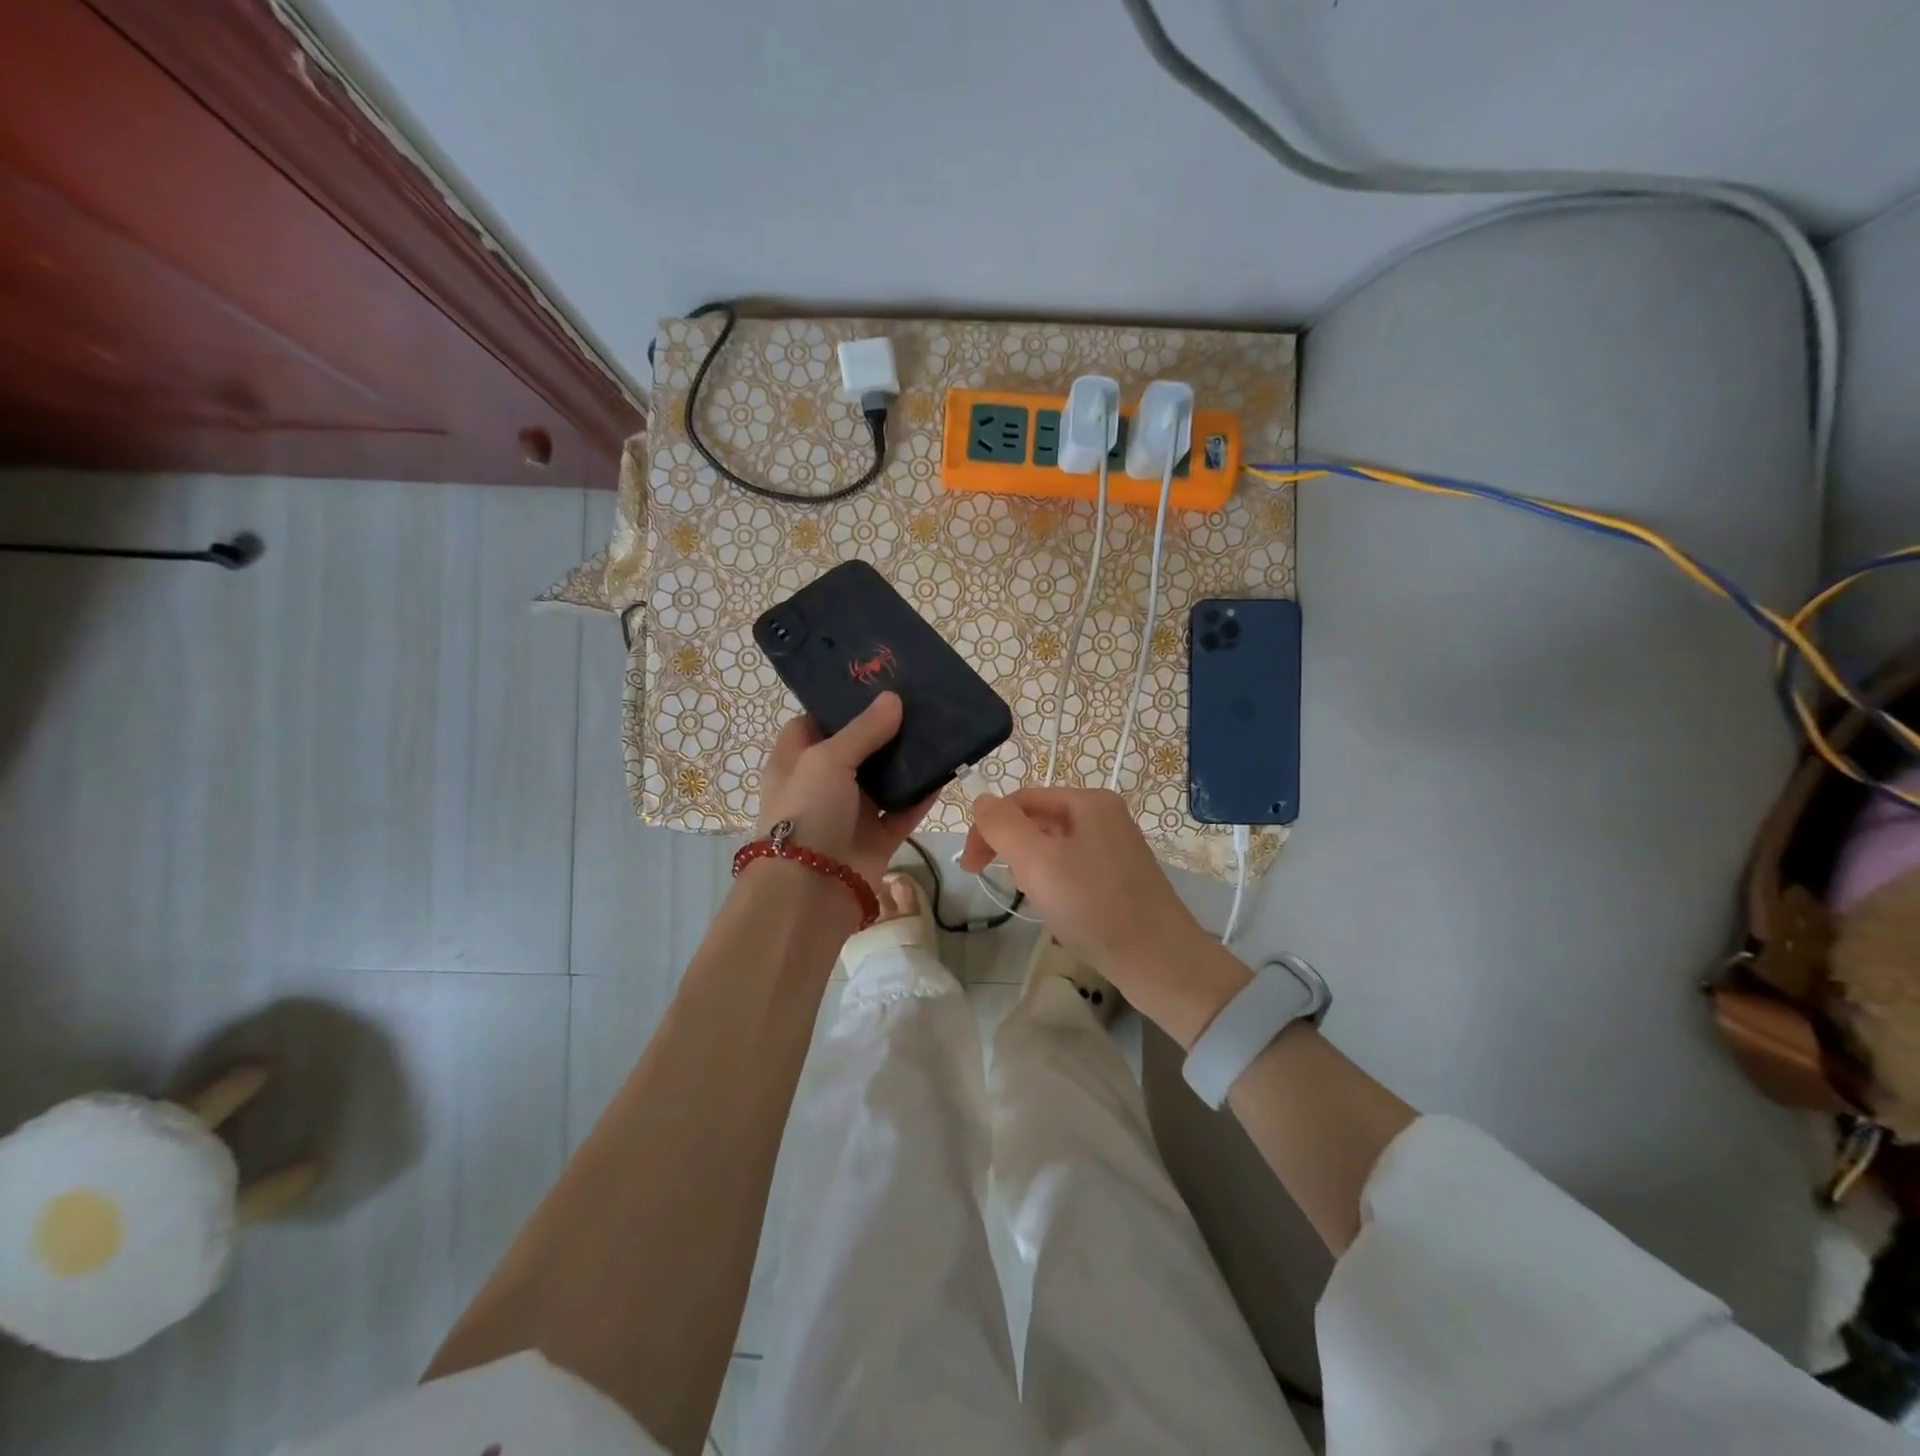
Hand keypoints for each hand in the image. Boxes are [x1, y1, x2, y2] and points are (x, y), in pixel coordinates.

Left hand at [756, 693, 934, 889]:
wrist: (812, 889)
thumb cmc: (807, 811)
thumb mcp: (827, 759)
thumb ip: (863, 730)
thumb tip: (894, 699)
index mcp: (795, 761)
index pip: (813, 723)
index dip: (838, 705)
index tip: (872, 685)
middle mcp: (822, 784)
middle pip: (856, 748)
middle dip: (884, 728)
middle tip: (917, 700)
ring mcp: (852, 811)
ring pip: (885, 778)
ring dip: (908, 759)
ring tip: (938, 726)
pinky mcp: (878, 836)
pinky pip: (906, 809)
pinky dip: (924, 793)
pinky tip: (947, 768)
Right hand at [960, 788, 1245, 1041]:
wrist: (1160, 963)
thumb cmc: (1094, 906)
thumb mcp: (1038, 862)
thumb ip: (1003, 826)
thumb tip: (982, 800)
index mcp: (1088, 801)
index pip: (1021, 799)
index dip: (988, 827)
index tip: (969, 867)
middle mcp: (1105, 815)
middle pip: (1038, 819)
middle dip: (1009, 846)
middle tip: (990, 880)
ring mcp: (1116, 846)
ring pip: (1053, 844)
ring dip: (1029, 865)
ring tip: (1027, 895)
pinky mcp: (1120, 876)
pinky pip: (1073, 865)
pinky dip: (1053, 880)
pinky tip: (1053, 905)